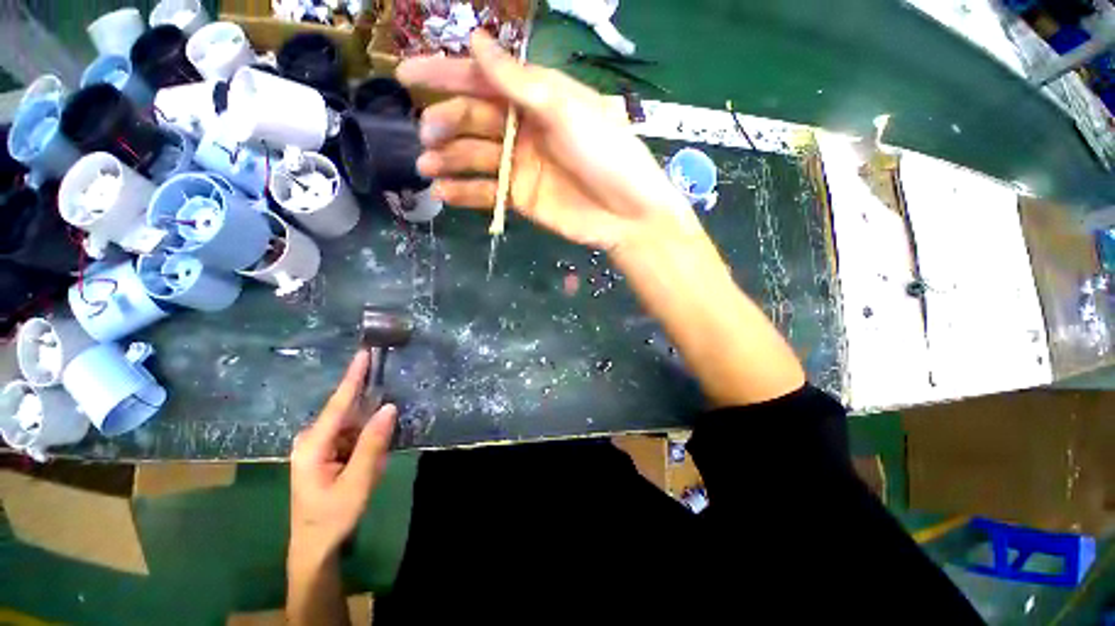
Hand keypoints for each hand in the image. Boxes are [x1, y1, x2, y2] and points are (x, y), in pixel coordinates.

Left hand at [289, 350, 396, 555]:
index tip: (363, 353)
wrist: (316, 545)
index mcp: (312, 445)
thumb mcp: (357, 482)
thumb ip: (373, 443)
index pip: (338, 404)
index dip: (353, 377)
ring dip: (371, 433)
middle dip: (371, 412)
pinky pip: (353, 435)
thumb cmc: (333, 516)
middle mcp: (312, 438)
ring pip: (353, 424)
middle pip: (348, 412)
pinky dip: (367, 441)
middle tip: (387, 424)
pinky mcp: (327, 450)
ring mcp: (319, 444)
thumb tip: (389, 407)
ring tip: (374, 462)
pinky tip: (370, 465)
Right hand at [397, 31, 700, 250]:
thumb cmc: (605, 155)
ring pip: (475, 157)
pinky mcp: (522, 198)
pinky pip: (486, 192)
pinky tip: (443, 193)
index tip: (405, 78)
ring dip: (447, 160)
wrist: (626, 213)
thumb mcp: (565, 109)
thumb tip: (476, 41)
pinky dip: (464, 193)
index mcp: (537, 98)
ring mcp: (521, 166)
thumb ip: (519, 82)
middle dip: (446, 123)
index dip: (445, 75)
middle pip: (474, 119)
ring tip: (425, 167)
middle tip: (426, 135)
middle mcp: (525, 129)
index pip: (484, 79)